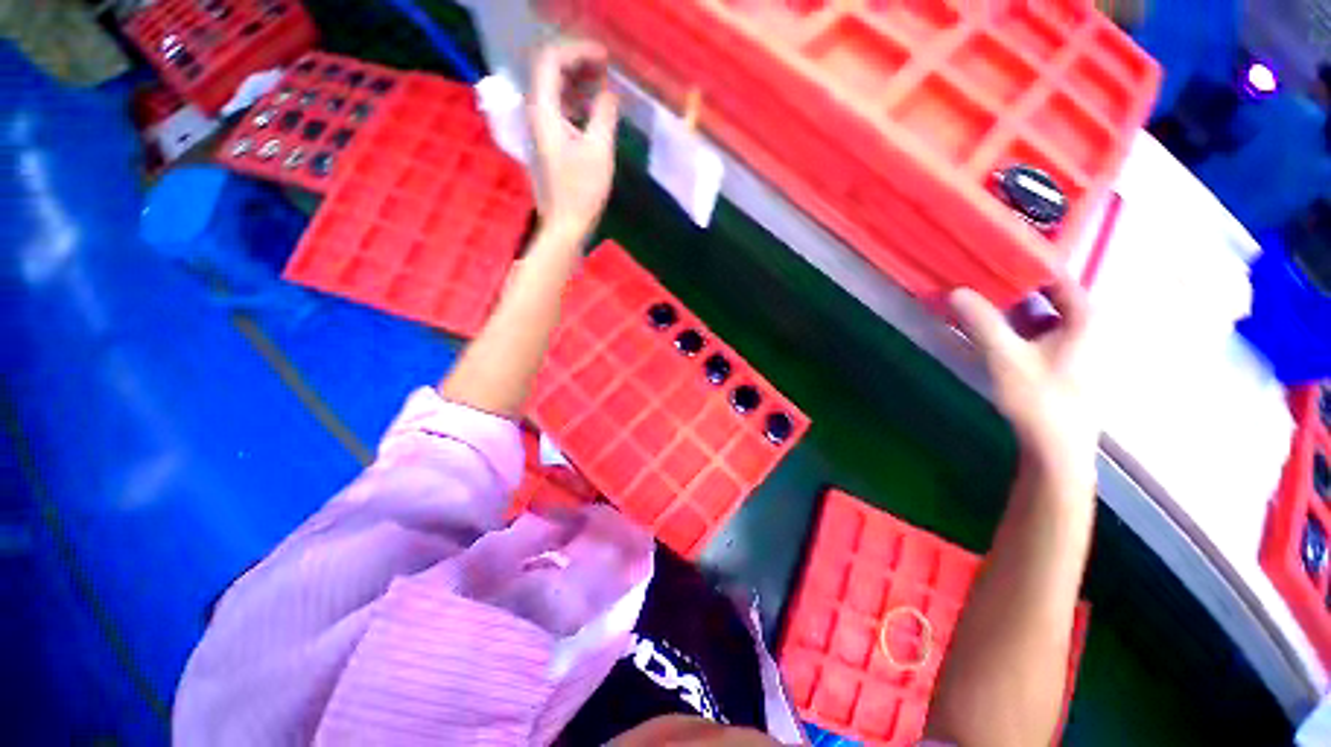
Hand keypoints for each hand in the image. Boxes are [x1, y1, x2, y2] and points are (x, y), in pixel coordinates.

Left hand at [528, 42, 619, 239]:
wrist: (565, 225)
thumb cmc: (581, 192)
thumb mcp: (599, 150)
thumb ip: (605, 114)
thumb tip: (610, 93)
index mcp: (544, 111)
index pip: (552, 60)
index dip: (579, 51)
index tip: (606, 59)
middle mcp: (535, 113)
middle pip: (550, 71)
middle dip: (578, 62)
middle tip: (607, 69)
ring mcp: (539, 129)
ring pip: (554, 90)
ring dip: (578, 81)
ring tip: (604, 84)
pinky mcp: (546, 143)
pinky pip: (558, 109)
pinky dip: (576, 101)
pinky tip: (594, 109)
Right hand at [949, 277, 1099, 482]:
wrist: (1057, 449)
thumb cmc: (1041, 400)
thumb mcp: (1007, 357)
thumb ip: (983, 322)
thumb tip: (957, 290)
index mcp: (1085, 316)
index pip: (1056, 274)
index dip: (1024, 263)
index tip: (991, 256)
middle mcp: (1085, 324)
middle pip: (1046, 293)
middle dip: (1011, 285)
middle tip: (976, 277)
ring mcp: (1073, 344)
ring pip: (1039, 312)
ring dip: (1009, 306)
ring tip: (977, 299)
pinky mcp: (1060, 360)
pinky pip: (1036, 329)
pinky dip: (1014, 324)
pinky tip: (991, 328)